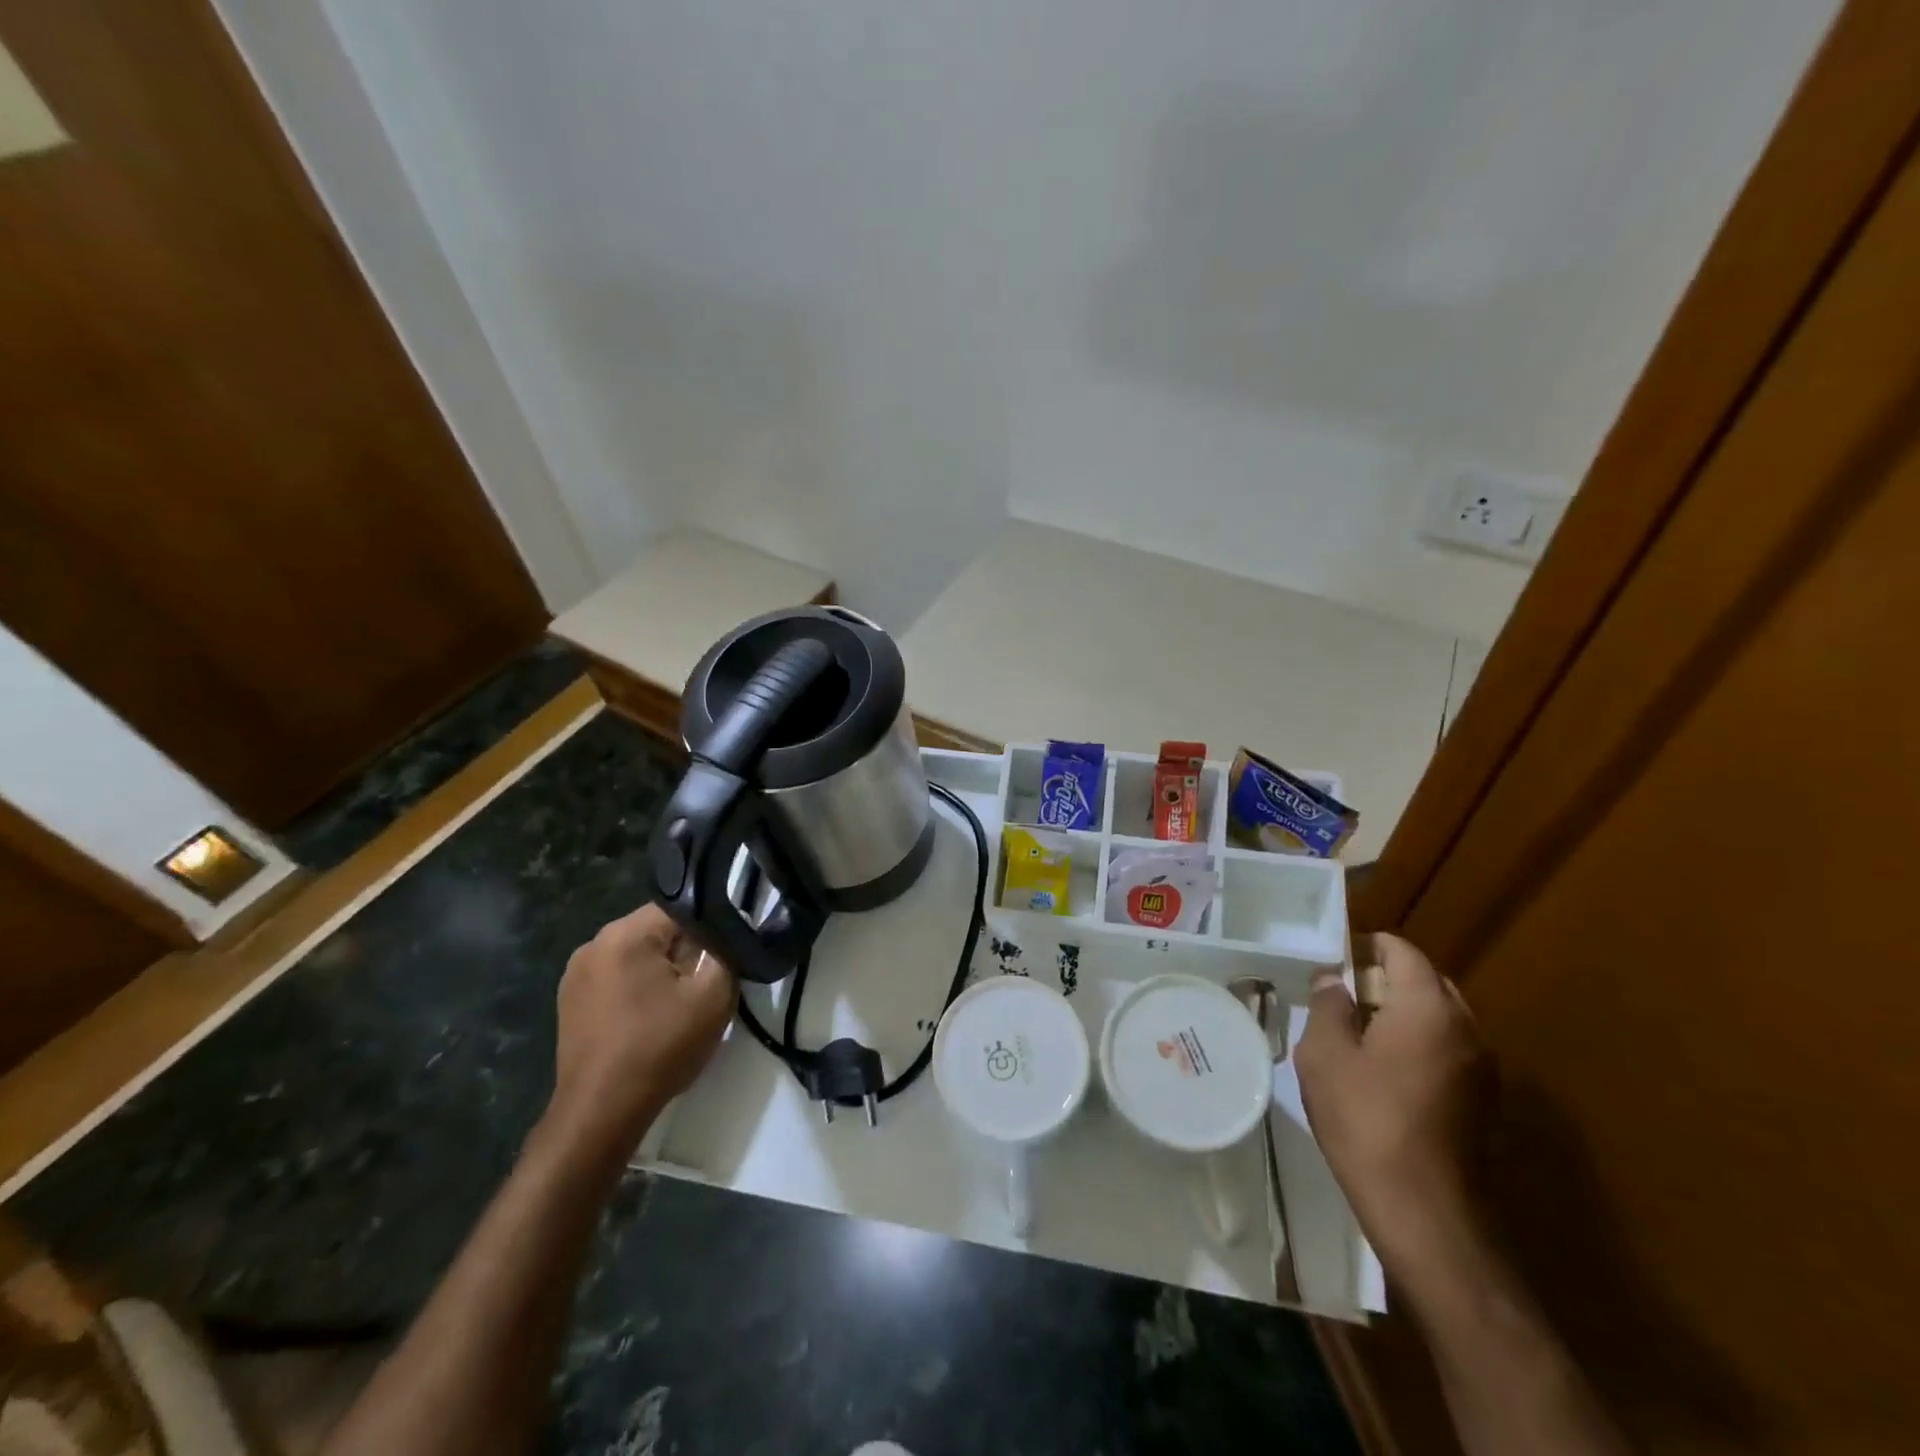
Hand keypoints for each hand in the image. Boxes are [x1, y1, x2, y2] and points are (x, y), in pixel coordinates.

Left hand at [546, 904, 736, 1158]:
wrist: (601, 1113)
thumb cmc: (659, 1048)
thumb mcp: (713, 995)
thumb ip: (727, 951)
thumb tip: (728, 933)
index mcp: (624, 933)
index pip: (681, 908)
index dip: (710, 930)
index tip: (723, 958)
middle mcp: (594, 943)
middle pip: (658, 931)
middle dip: (686, 951)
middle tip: (705, 985)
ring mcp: (576, 974)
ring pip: (638, 955)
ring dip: (662, 972)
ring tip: (679, 1006)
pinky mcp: (570, 1002)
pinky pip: (618, 978)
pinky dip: (639, 990)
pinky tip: (651, 1019)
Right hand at [1296, 933, 1490, 1277]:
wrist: (1425, 1211)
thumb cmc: (1365, 1118)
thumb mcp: (1325, 1053)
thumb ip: (1329, 1005)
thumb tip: (1336, 980)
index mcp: (1429, 1007)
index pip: (1403, 951)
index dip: (1367, 946)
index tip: (1335, 959)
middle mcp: (1467, 1028)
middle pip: (1427, 982)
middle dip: (1386, 980)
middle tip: (1342, 997)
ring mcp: (1483, 1068)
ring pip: (1440, 1018)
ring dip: (1403, 1014)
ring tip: (1358, 1034)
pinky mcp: (1484, 1102)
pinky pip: (1448, 1050)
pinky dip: (1419, 1045)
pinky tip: (1385, 1072)